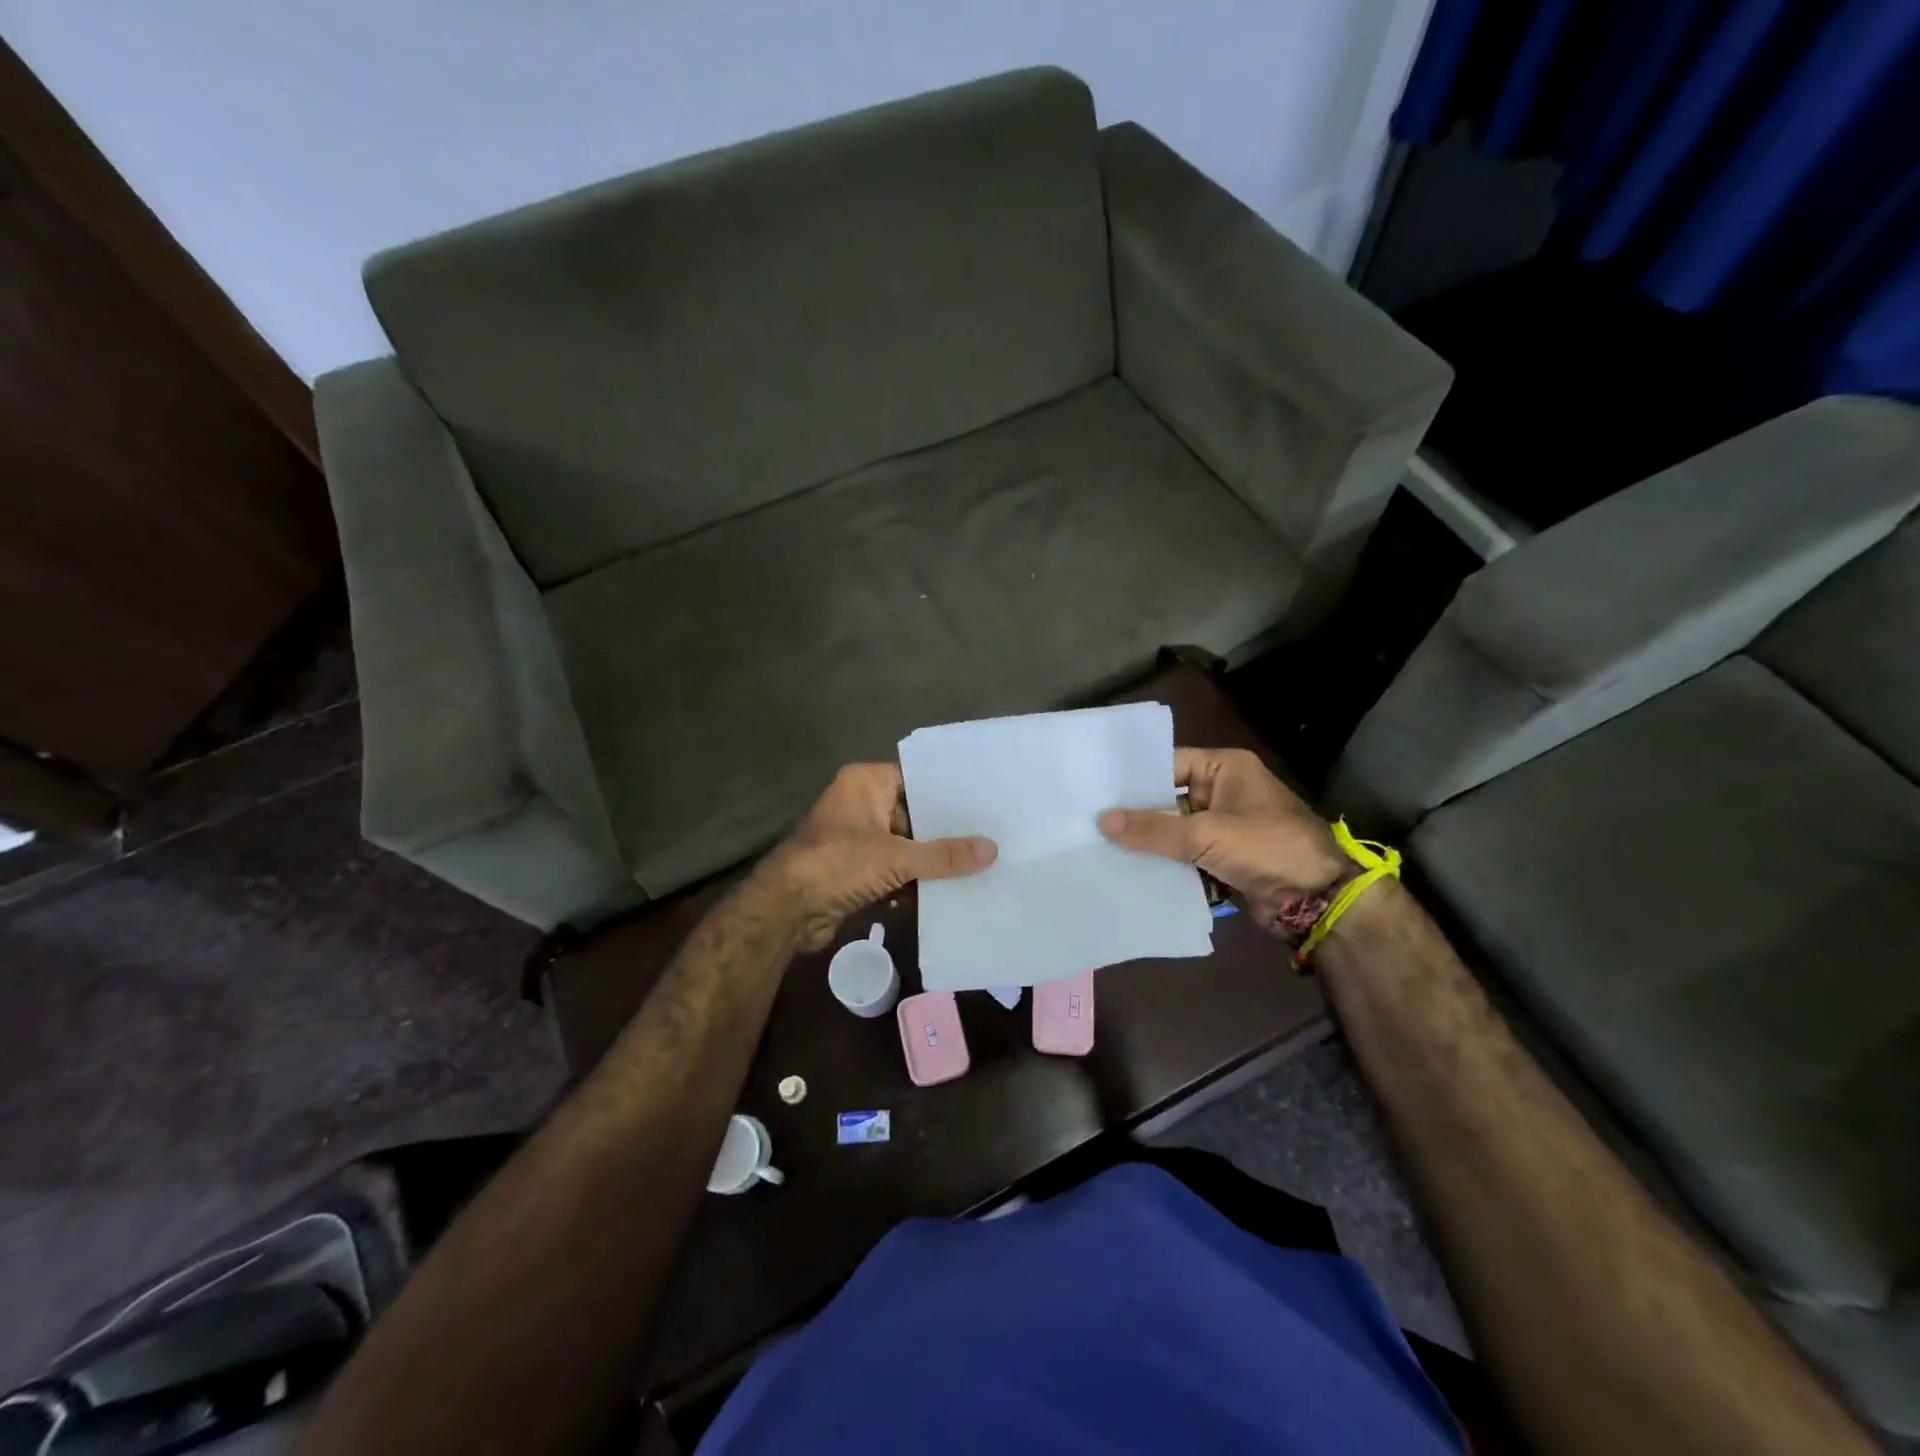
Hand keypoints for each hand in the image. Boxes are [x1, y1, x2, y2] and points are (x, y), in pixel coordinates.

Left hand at [753, 764, 996, 951]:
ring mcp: (857, 839)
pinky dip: (913, 882)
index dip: (949, 794)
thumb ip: (944, 855)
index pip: (917, 779)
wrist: (785, 910)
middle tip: (992, 837)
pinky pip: (894, 870)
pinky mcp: (856, 870)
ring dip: (931, 861)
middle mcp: (861, 804)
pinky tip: (949, 893)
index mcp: (866, 783)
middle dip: (946, 832)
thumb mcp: (896, 856)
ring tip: (980, 866)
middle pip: (915, 815)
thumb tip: (992, 850)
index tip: (985, 803)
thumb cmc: (838, 863)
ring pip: (906, 846)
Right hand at [1099, 747, 1345, 929]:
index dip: (1135, 779)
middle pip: (1169, 799)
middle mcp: (1223, 792)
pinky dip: (1164, 863)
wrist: (1319, 900)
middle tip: (1089, 820)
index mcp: (1225, 769)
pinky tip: (1128, 870)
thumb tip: (1103, 822)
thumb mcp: (1207, 835)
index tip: (1096, 790)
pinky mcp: (1223, 858)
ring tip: (1099, 847)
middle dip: (1136, 814)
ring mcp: (1224, 827)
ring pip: (1174, 831)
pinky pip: (1185, 855)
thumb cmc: (1268, 848)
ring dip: (1148, 843)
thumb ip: (1155, 830)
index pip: (1168, 765)